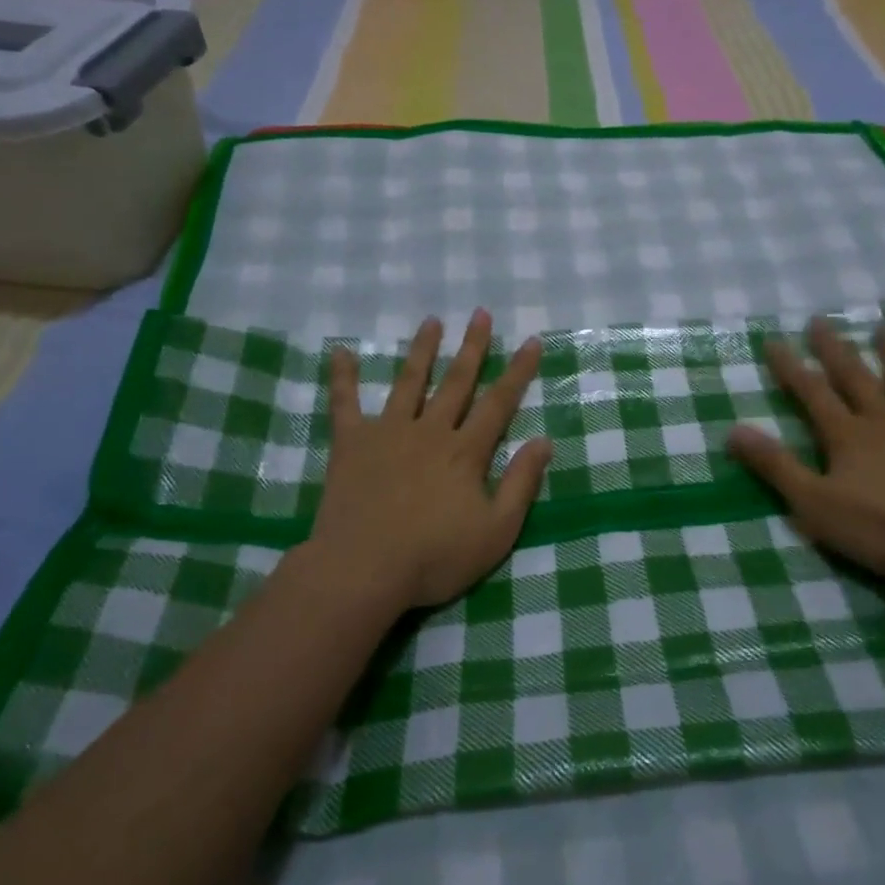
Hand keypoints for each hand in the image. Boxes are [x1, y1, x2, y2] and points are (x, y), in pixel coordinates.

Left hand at [301, 309, 552, 610]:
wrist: (362, 570)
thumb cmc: (434, 557)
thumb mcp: (496, 531)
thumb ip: (521, 484)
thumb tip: (544, 441)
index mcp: (465, 452)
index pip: (499, 403)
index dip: (518, 371)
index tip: (531, 340)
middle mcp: (430, 431)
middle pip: (456, 382)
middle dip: (472, 347)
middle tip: (481, 314)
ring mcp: (388, 433)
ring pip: (409, 383)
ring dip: (422, 350)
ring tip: (431, 321)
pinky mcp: (351, 444)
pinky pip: (345, 404)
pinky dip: (343, 377)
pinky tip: (340, 351)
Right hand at [726, 317, 884, 590]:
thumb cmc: (883, 527)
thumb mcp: (814, 503)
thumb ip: (775, 466)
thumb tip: (732, 431)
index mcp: (847, 436)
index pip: (811, 394)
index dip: (790, 368)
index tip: (773, 340)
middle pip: (856, 378)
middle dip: (834, 350)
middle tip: (820, 319)